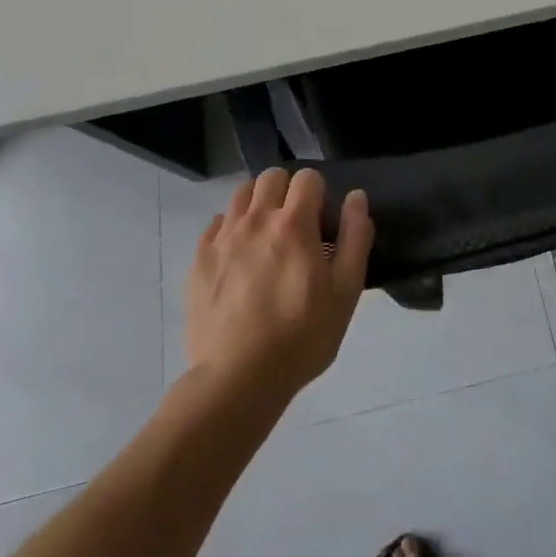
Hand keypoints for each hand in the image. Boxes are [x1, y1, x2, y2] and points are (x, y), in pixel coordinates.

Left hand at [185, 168, 373, 401]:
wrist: (237, 379)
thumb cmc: (301, 337)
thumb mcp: (345, 293)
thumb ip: (355, 238)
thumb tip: (356, 198)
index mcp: (294, 223)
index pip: (308, 178)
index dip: (319, 194)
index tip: (322, 223)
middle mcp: (256, 219)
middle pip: (271, 177)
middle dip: (287, 191)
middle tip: (295, 226)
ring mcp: (223, 237)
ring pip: (241, 194)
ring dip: (258, 204)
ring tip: (265, 236)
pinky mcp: (199, 259)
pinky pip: (217, 223)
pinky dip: (231, 228)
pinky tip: (239, 256)